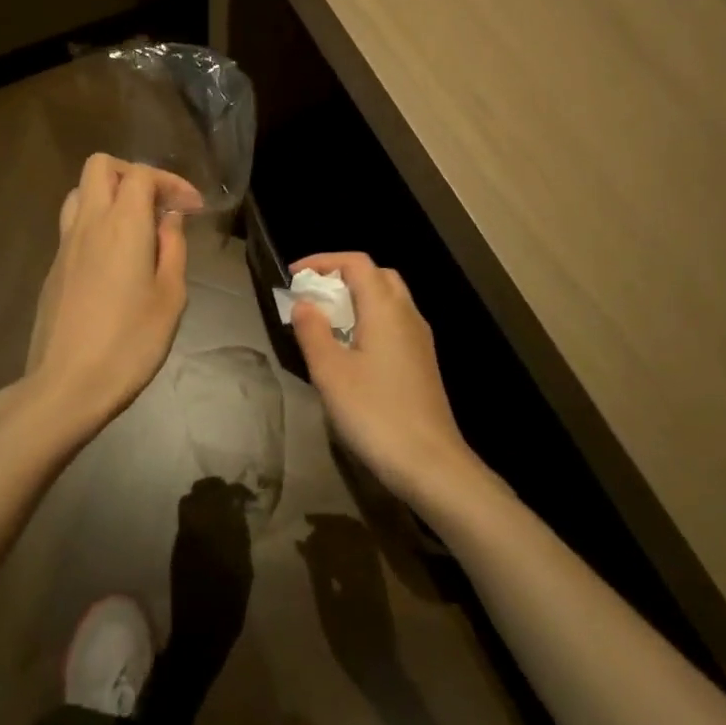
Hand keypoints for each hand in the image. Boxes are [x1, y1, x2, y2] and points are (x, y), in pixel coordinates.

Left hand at [18, 153, 200, 441]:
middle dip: (134, 175)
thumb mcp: (170, 297)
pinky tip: (115, 257)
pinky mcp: (54, 267)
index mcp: (123, 225)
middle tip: (158, 205)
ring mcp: (65, 245)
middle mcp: (89, 224)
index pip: (142, 175)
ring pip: (81, 192)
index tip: (192, 208)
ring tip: (135, 226)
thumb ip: (172, 249)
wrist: (66, 386)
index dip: (171, 182)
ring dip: (110, 195)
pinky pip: (73, 224)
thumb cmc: (129, 343)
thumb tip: (169, 219)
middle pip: (100, 166)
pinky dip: (97, 222)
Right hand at [287, 253, 475, 507]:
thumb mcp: (330, 372)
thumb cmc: (375, 413)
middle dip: (342, 276)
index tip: (294, 275)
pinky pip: (394, 323)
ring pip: (389, 299)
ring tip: (327, 321)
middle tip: (312, 295)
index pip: (357, 263)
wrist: (431, 463)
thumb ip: (313, 331)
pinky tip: (352, 349)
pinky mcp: (422, 361)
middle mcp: (407, 314)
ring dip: (357, 298)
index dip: (323, 261)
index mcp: (385, 308)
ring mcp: (419, 338)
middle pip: (377, 275)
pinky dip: (370, 319)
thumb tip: (304, 302)